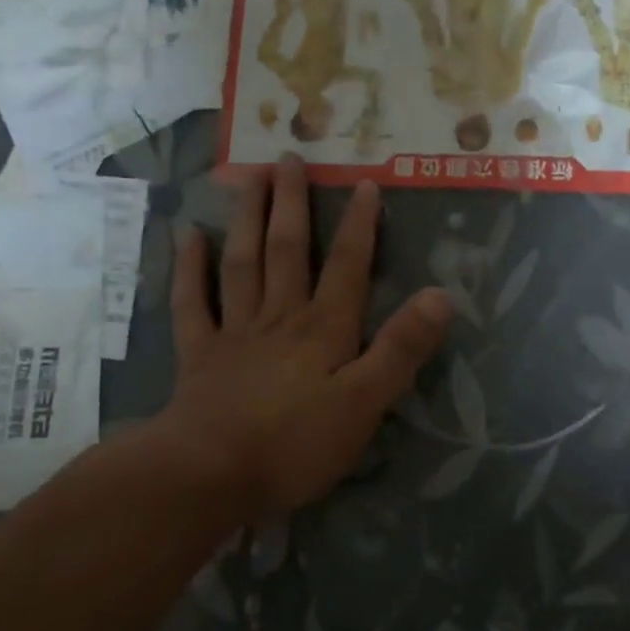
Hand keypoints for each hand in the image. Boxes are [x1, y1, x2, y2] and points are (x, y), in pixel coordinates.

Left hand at [161, 154, 452, 520]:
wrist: (210, 473)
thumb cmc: (296, 443)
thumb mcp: (366, 403)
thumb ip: (401, 349)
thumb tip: (441, 295)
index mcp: (324, 328)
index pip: (348, 267)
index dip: (360, 226)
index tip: (364, 183)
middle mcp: (280, 317)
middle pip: (287, 250)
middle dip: (293, 204)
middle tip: (288, 157)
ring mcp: (235, 332)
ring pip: (242, 263)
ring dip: (246, 218)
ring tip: (249, 177)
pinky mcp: (200, 355)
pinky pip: (193, 302)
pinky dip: (189, 268)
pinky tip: (188, 236)